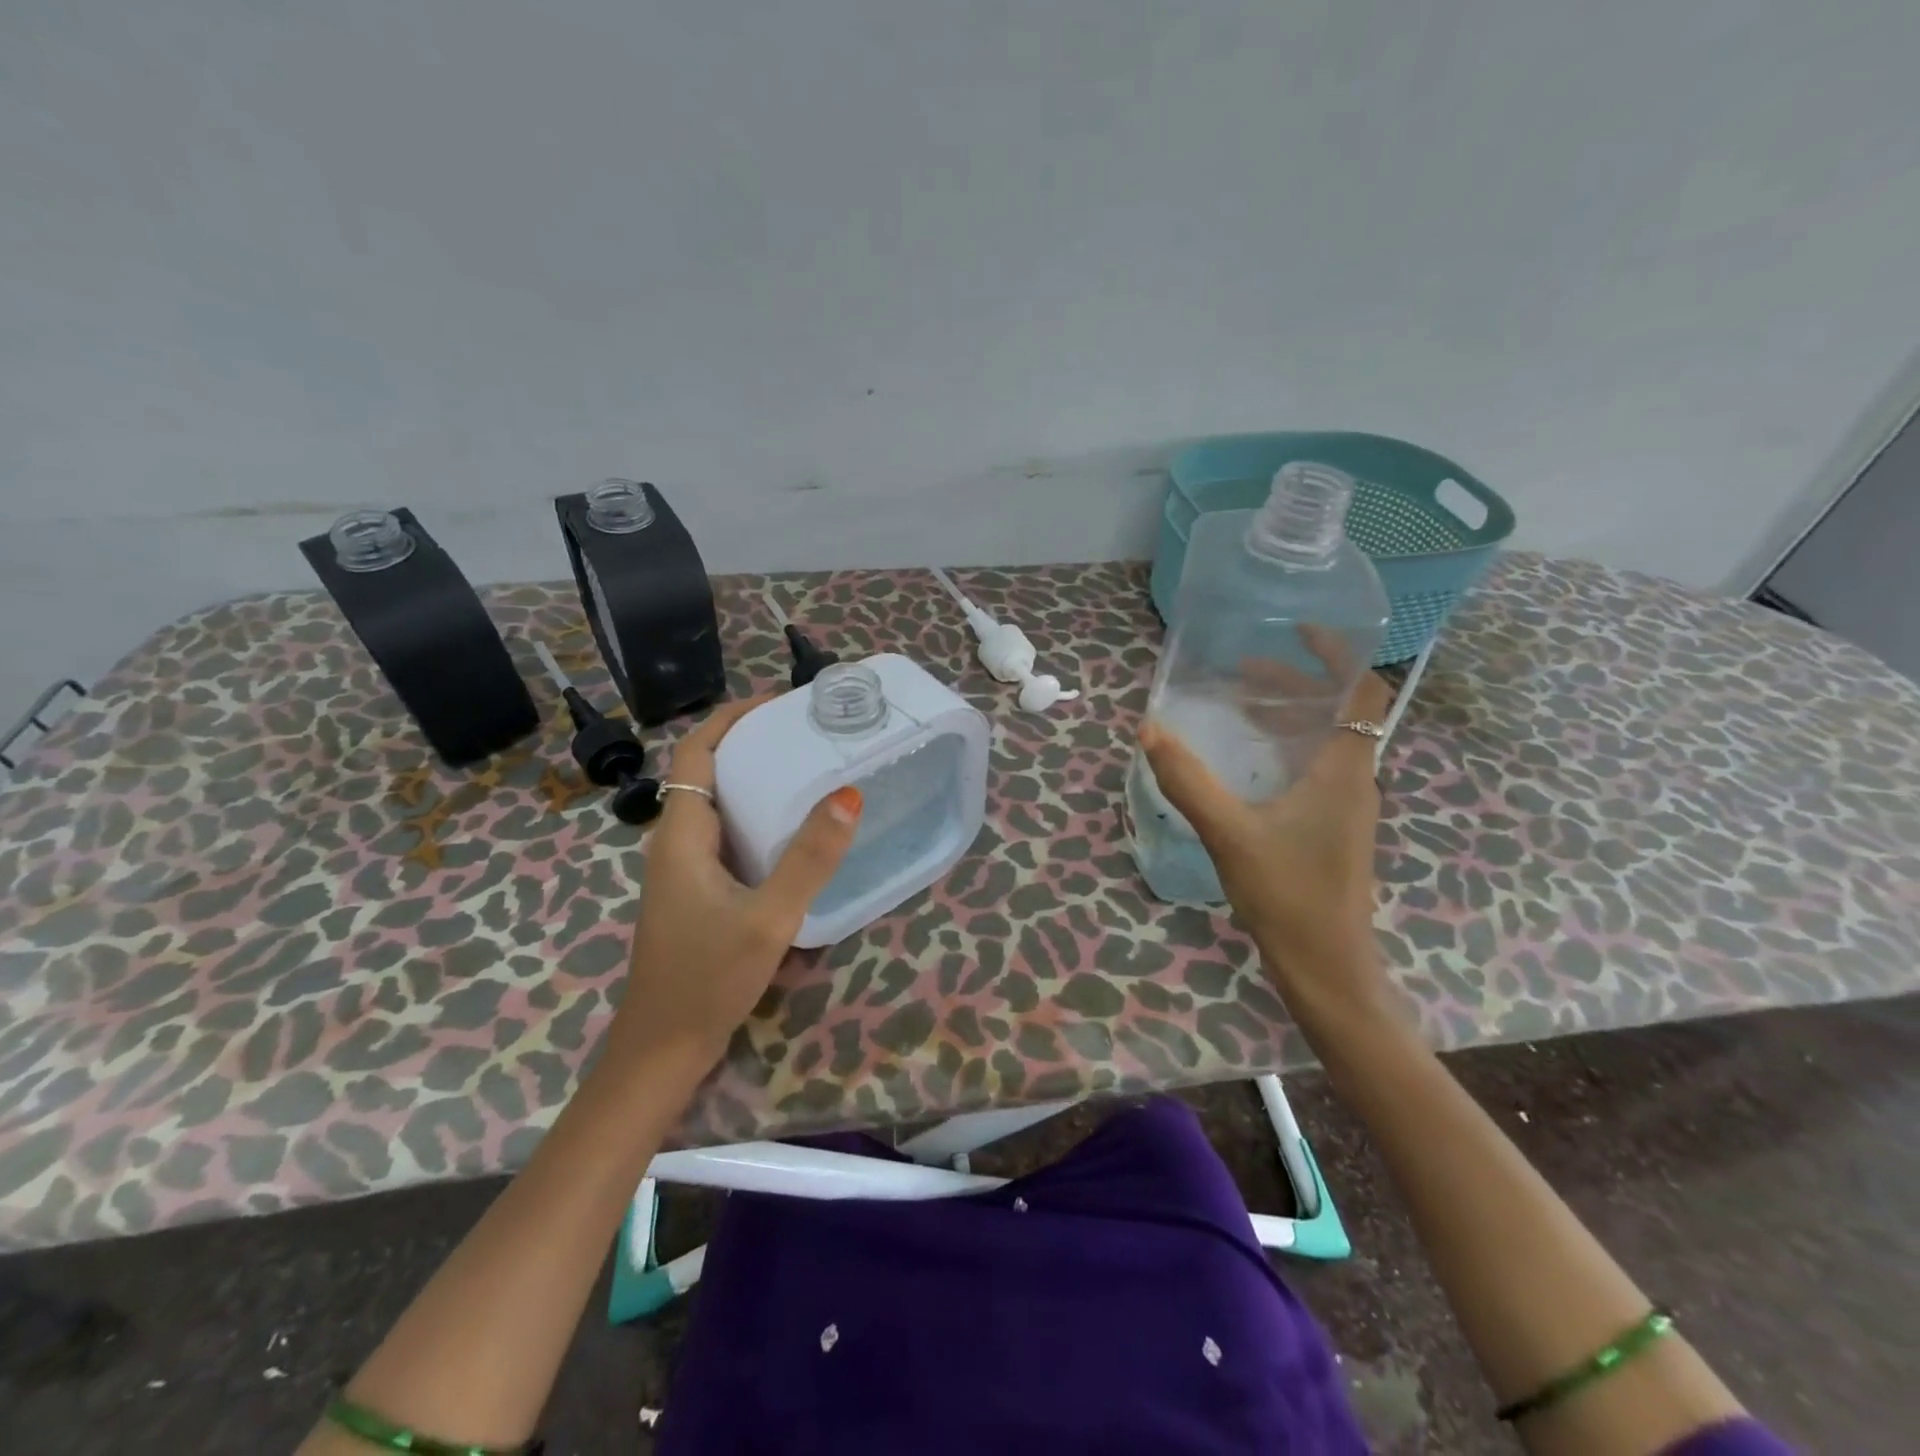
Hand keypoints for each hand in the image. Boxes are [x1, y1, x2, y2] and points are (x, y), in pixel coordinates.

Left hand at [600, 694, 863, 1078]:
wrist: (662, 1050)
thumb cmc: (707, 981)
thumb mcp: (767, 918)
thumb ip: (808, 859)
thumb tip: (848, 794)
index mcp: (683, 834)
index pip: (697, 751)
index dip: (732, 717)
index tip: (780, 701)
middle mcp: (678, 842)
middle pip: (709, 771)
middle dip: (753, 743)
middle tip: (810, 732)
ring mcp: (686, 870)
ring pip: (720, 805)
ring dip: (756, 780)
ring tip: (811, 768)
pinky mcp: (699, 892)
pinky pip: (728, 836)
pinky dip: (758, 817)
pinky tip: (795, 832)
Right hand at [1139, 673, 1393, 1018]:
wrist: (1326, 966)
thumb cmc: (1287, 895)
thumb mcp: (1229, 832)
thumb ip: (1188, 780)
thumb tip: (1149, 729)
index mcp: (1343, 770)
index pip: (1361, 691)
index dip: (1338, 653)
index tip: (1299, 629)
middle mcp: (1354, 780)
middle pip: (1338, 711)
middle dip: (1295, 682)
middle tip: (1245, 668)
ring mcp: (1346, 806)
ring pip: (1326, 742)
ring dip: (1289, 715)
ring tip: (1241, 704)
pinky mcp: (1333, 828)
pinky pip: (1316, 768)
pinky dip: (1286, 748)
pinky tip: (1248, 761)